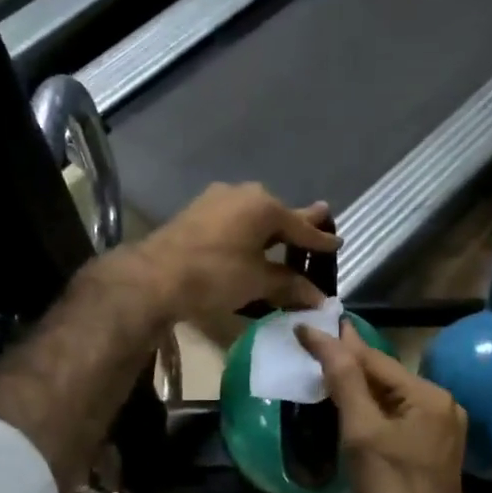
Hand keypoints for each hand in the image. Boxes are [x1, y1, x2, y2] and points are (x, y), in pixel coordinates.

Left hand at [129, 183, 338, 323]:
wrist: (154, 276)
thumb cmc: (215, 276)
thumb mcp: (257, 282)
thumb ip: (290, 285)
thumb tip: (319, 299)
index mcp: (264, 206)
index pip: (301, 228)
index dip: (320, 240)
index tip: (338, 243)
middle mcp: (243, 194)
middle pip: (278, 214)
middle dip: (298, 223)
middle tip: (320, 218)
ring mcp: (217, 199)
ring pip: (254, 214)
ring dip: (270, 227)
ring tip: (285, 234)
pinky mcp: (197, 210)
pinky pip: (234, 218)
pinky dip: (248, 230)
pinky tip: (250, 240)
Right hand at [297, 323, 472, 492]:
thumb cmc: (392, 490)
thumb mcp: (362, 432)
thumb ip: (345, 381)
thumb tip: (325, 336)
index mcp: (427, 395)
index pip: (374, 359)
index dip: (337, 344)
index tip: (305, 327)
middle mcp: (439, 405)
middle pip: (384, 377)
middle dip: (347, 364)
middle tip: (309, 346)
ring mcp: (437, 430)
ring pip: (388, 399)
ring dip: (356, 389)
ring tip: (319, 373)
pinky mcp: (429, 452)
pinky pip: (394, 420)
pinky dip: (368, 413)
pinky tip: (344, 412)